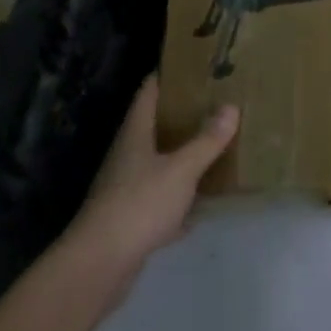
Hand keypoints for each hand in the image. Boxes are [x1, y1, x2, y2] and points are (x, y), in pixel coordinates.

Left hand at [60, 75, 238, 307]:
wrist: (100, 264)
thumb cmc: (139, 204)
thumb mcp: (181, 169)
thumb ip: (206, 141)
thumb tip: (230, 107)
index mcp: (135, 135)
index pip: (148, 94)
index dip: (166, 77)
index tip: (191, 66)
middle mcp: (127, 157)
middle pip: (153, 127)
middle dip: (181, 116)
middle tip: (214, 104)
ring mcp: (126, 189)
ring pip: (158, 164)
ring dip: (182, 157)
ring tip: (213, 147)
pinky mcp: (131, 219)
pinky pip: (161, 200)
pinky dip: (180, 200)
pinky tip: (200, 206)